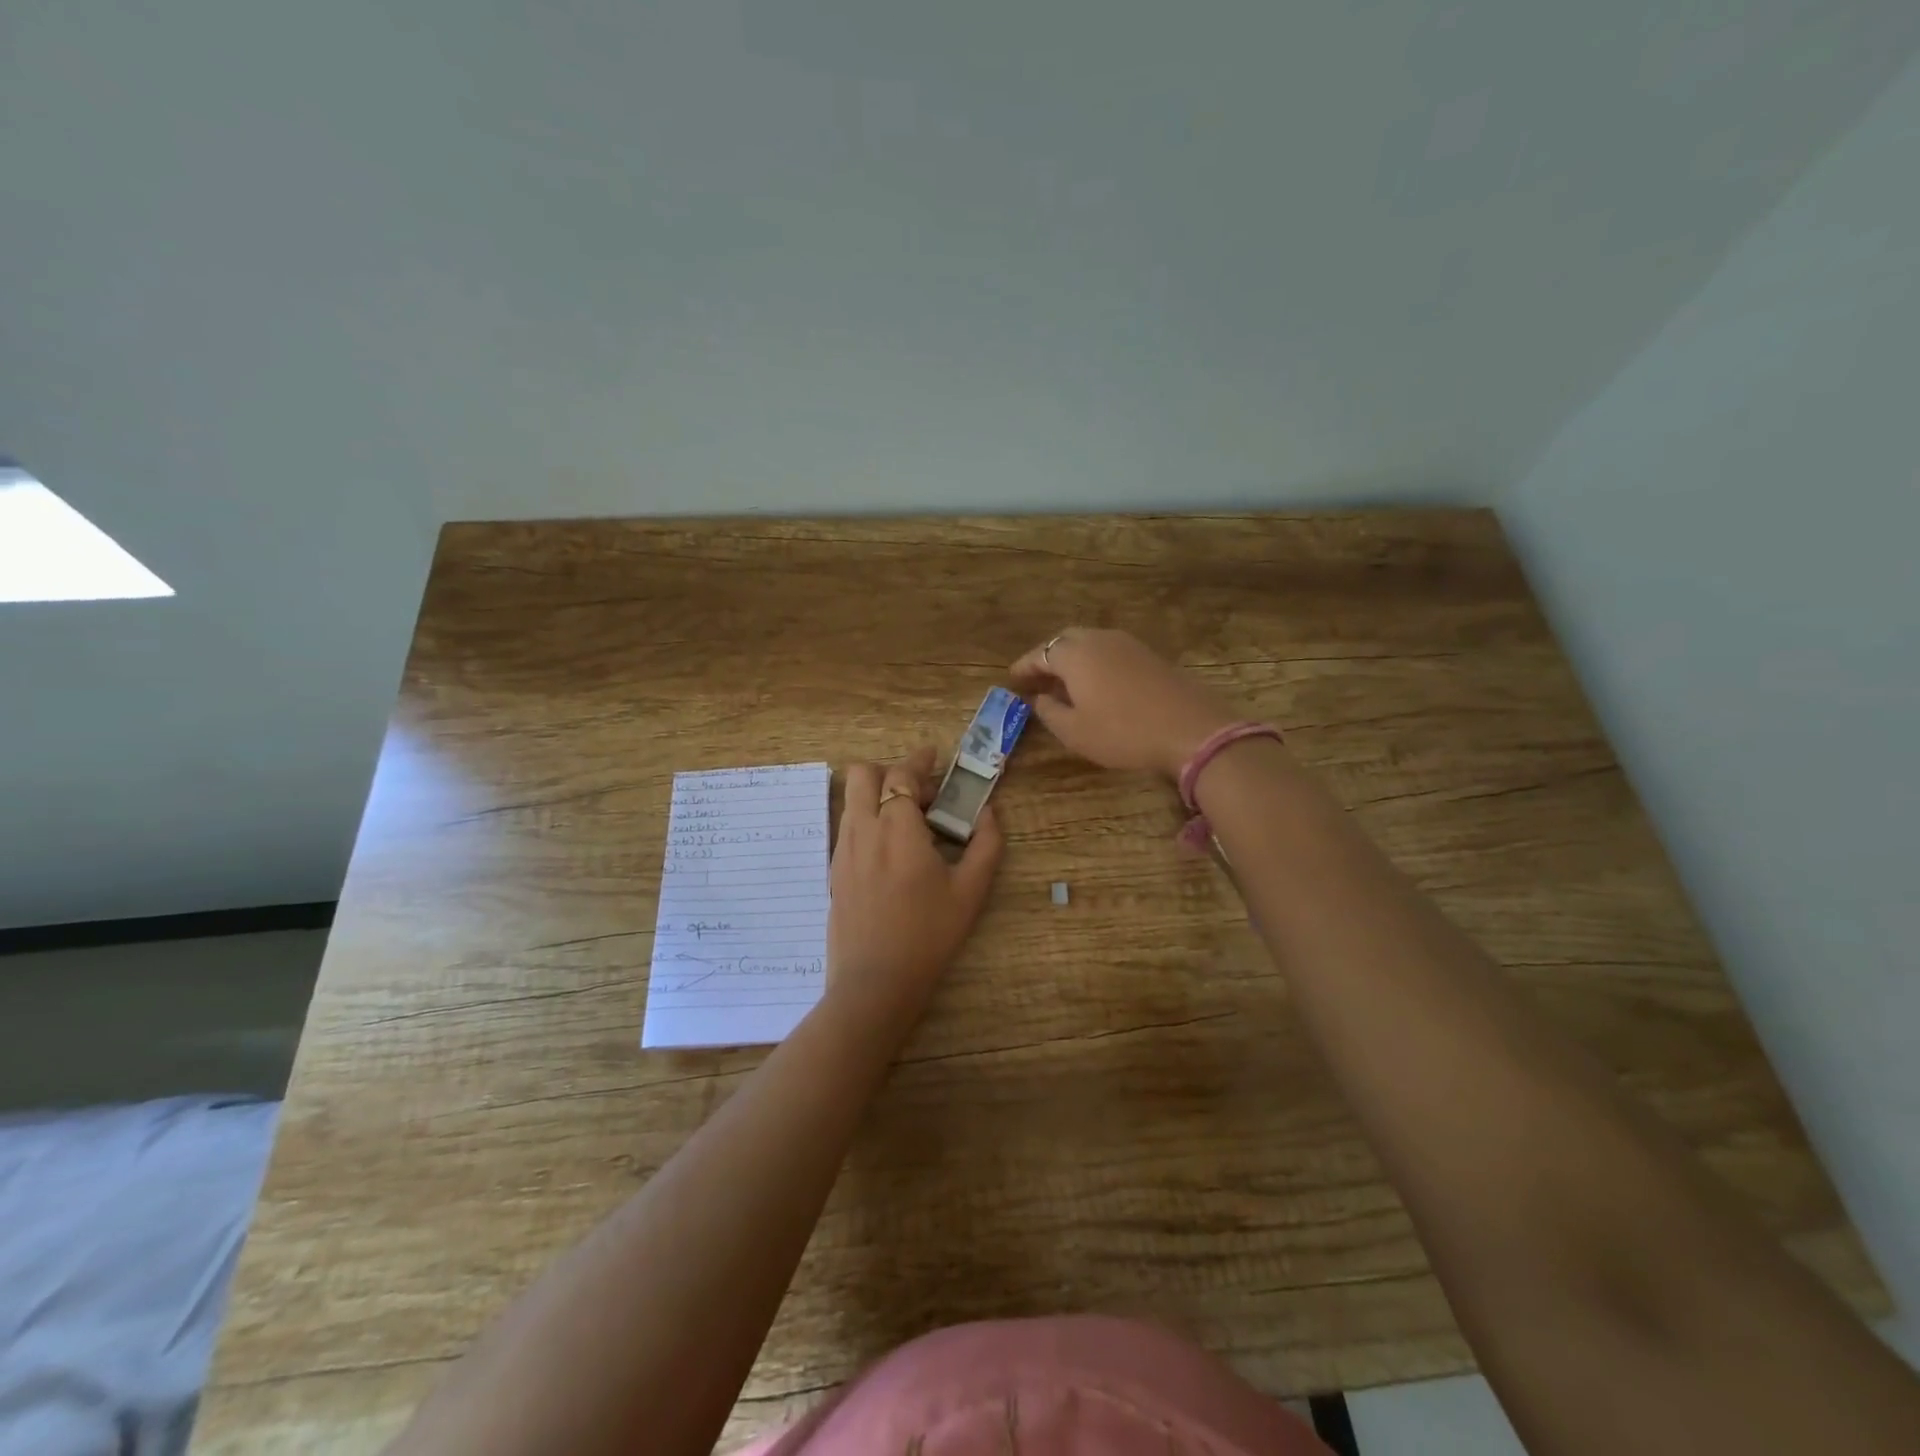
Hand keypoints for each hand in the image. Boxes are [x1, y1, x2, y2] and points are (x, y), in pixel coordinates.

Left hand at [826, 747, 1003, 1038]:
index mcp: (898, 828)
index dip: (919, 760)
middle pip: (863, 774)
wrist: (875, 983)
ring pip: (852, 799)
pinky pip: (848, 826)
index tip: (935, 756)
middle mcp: (863, 829)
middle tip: (921, 793)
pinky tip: (890, 850)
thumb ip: (986, 844)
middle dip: (891, 770)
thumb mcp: (971, 891)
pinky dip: (867, 818)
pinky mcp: (834, 870)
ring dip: (878, 794)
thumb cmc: (929, 935)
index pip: (901, 774)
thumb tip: (989, 813)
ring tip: (908, 821)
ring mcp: (843, 849)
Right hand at [1009, 628, 1241, 778]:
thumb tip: (1041, 698)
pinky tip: (1096, 685)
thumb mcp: (1075, 732)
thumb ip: (1050, 712)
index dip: (1024, 667)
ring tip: (1064, 683)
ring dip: (1072, 659)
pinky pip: (1110, 651)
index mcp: (1075, 655)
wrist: (1191, 729)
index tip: (1011, 678)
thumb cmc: (1123, 733)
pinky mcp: (1149, 655)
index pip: (1040, 653)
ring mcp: (1127, 644)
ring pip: (1090, 643)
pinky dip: (1094, 663)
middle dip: (1047, 657)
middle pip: (1064, 641)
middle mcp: (1098, 639)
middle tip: (1037, 679)